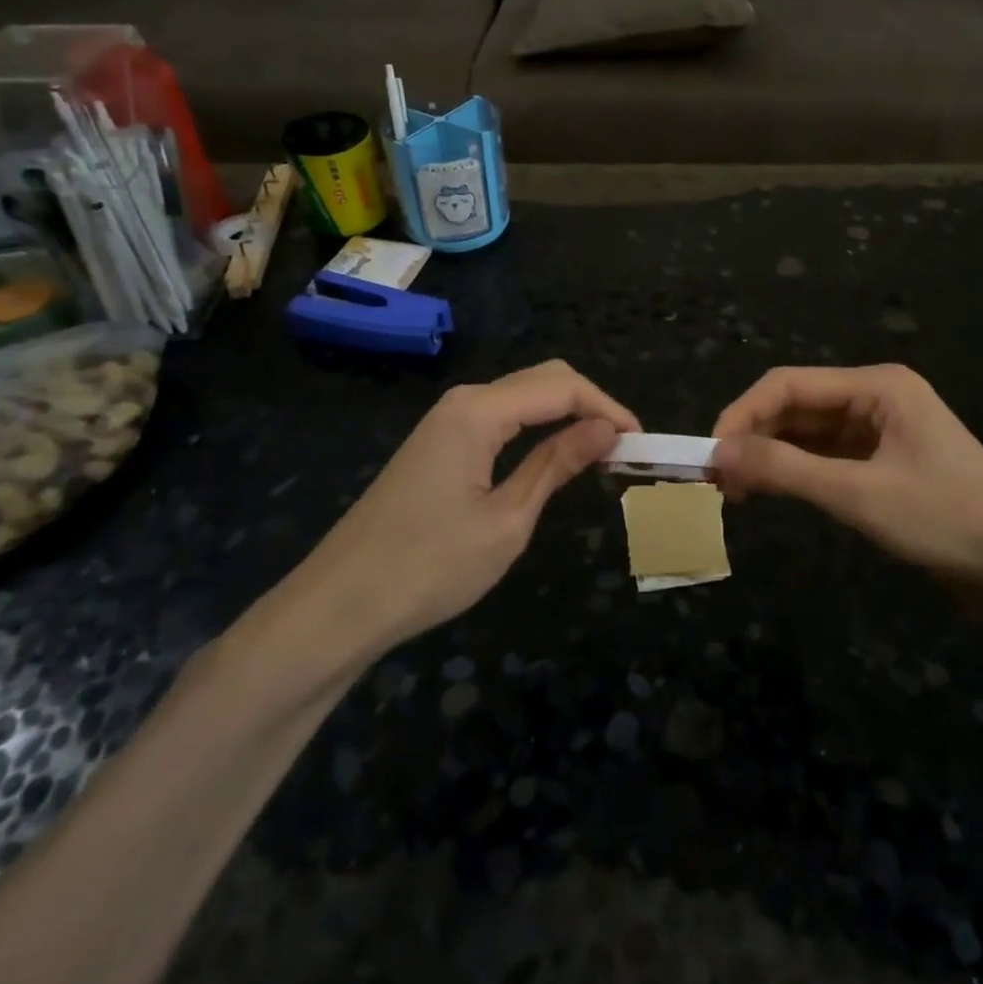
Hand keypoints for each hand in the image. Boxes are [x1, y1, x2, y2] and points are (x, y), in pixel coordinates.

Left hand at [255, 361, 638, 679]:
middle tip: (625, 448)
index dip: (608, 407)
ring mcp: (446, 421)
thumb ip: (556, 464)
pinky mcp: (439, 443)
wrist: (341, 604)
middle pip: (542, 380)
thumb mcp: (507, 520)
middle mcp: (463, 401)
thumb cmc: (429, 566)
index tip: (642, 441)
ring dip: (565, 416)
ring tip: (601, 454)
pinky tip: (554, 456)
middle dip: (590, 404)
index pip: (561, 386)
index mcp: (479, 411)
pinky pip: (500, 419)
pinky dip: (537, 429)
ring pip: (522, 397)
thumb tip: (606, 429)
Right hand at [711, 364, 982, 588]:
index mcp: (877, 386)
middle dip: (754, 437)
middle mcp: (877, 399)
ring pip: (808, 434)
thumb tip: (716, 454)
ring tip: (737, 492)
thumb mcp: (858, 494)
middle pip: (797, 406)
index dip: (741, 415)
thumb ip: (783, 469)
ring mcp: (883, 433)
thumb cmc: (949, 521)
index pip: (788, 385)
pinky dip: (797, 472)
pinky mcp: (885, 465)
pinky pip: (827, 458)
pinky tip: (774, 493)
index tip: (707, 455)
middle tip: (717, 480)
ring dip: (772, 456)